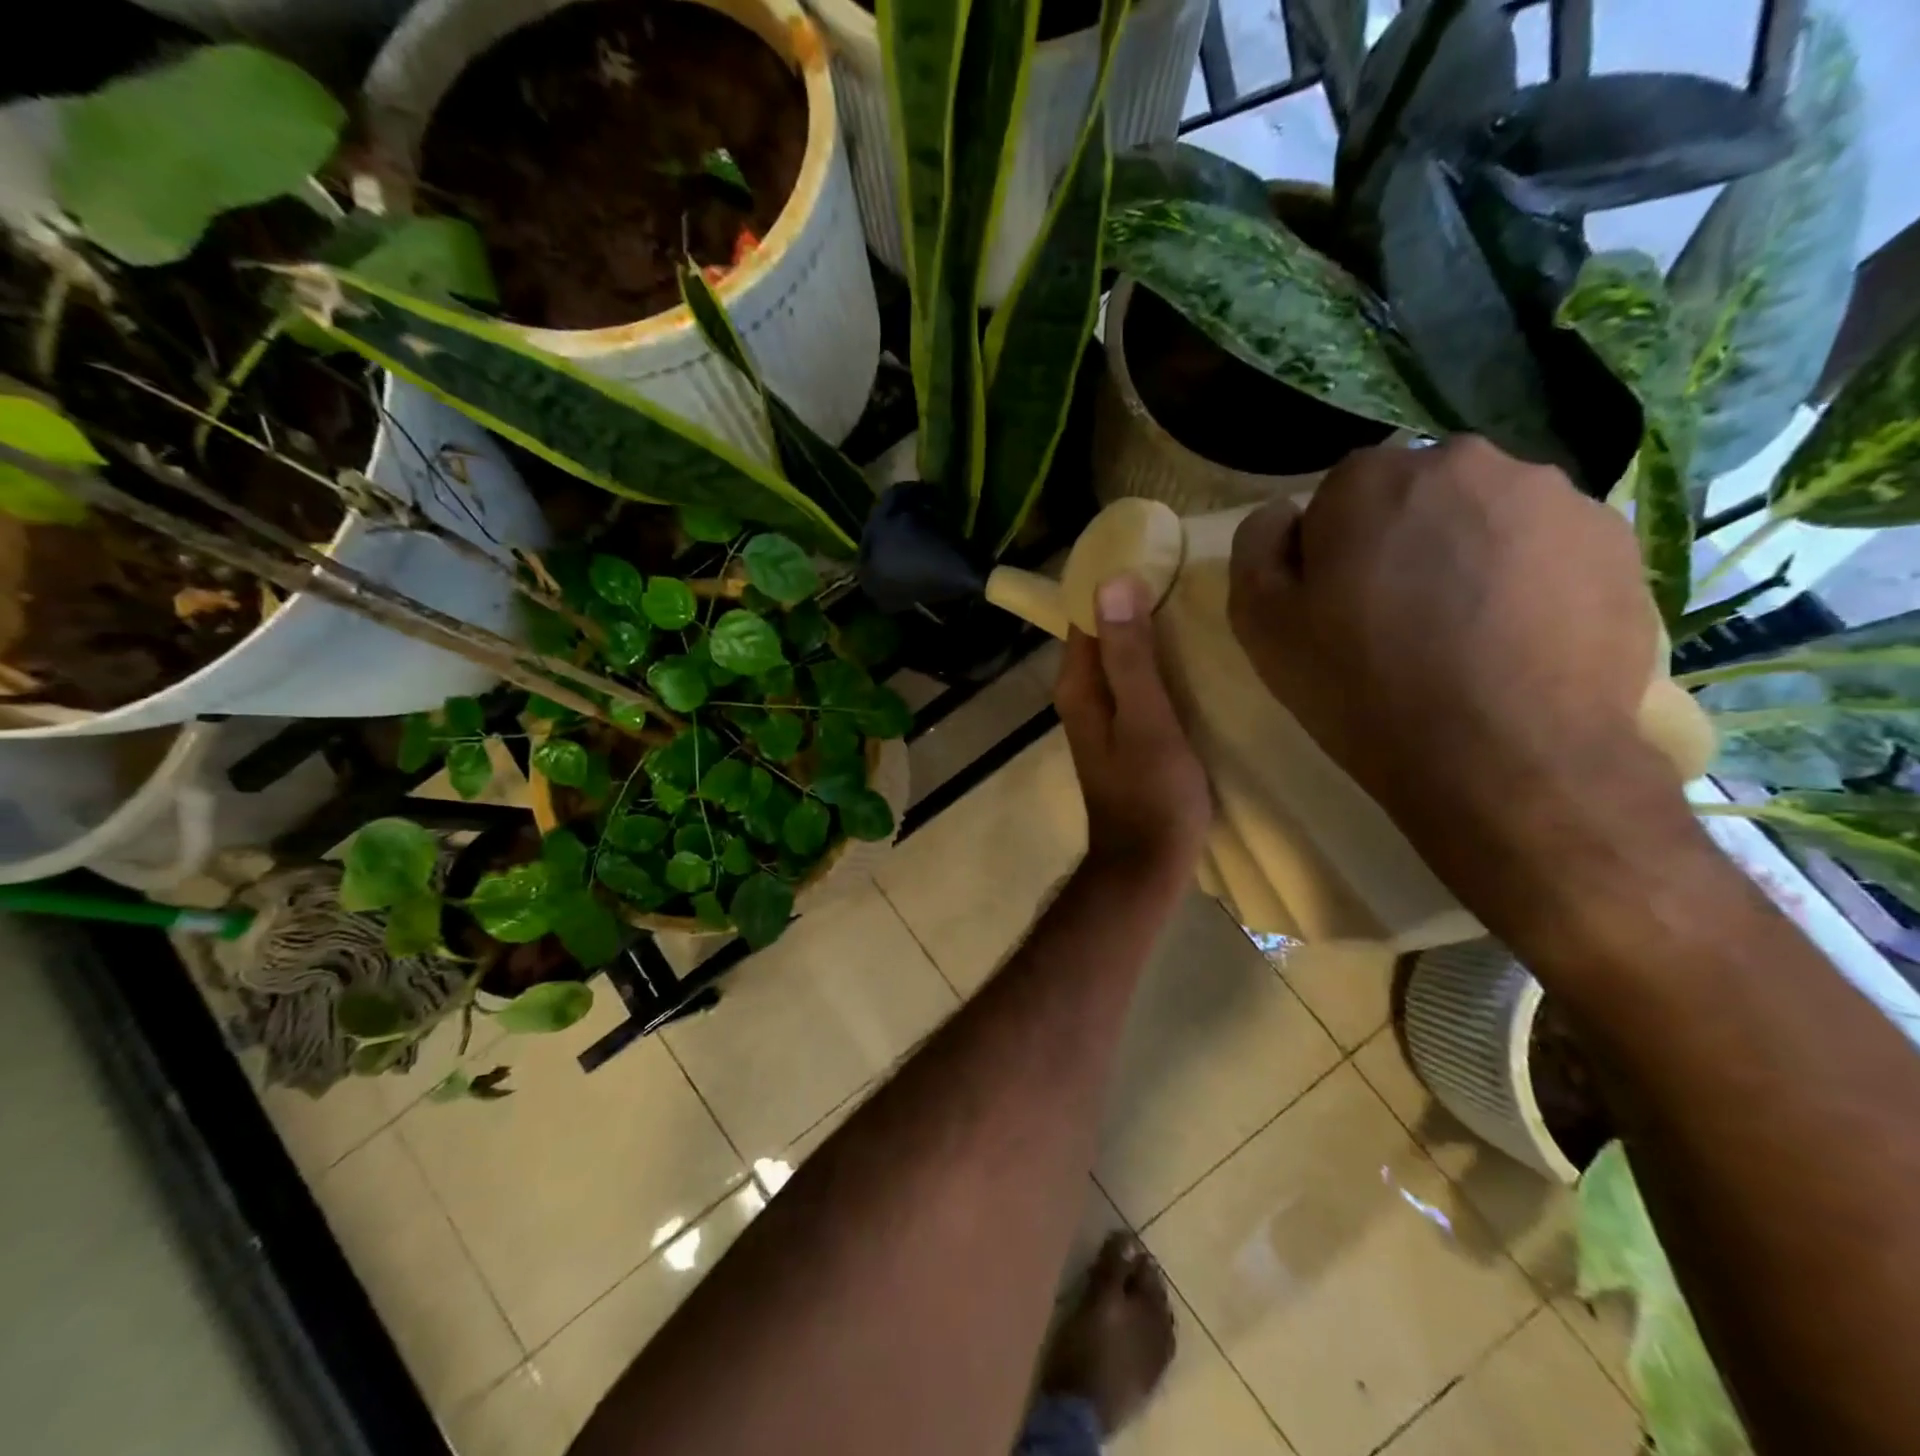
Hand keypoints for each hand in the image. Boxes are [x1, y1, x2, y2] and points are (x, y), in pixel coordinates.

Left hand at [1055, 575, 1210, 892]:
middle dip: (1132, 601)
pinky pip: (1132, 681)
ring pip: (1118, 657)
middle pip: (1101, 633)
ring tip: (1190, 600)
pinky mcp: (1122, 731)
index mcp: (1078, 686)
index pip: (1084, 614)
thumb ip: (1129, 655)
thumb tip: (1112, 583)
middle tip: (1182, 570)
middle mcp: (1080, 695)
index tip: (1153, 552)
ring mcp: (1100, 715)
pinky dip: (1152, 661)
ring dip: (1144, 630)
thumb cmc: (1153, 793)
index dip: (1113, 582)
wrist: (1147, 862)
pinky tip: (1186, 652)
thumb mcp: (1147, 719)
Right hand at [1227, 438, 1690, 901]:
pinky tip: (1516, 642)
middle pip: (1417, 497)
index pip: (1339, 495)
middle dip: (1403, 542)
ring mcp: (1555, 497)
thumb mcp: (1261, 624)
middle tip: (1400, 620)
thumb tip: (1286, 513)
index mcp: (1374, 479)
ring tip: (1465, 636)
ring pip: (1486, 518)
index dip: (1332, 551)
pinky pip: (1547, 548)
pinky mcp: (1617, 541)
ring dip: (1467, 557)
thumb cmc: (1362, 687)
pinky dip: (1527, 581)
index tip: (1337, 606)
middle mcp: (1468, 463)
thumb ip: (1257, 546)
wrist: (1505, 758)